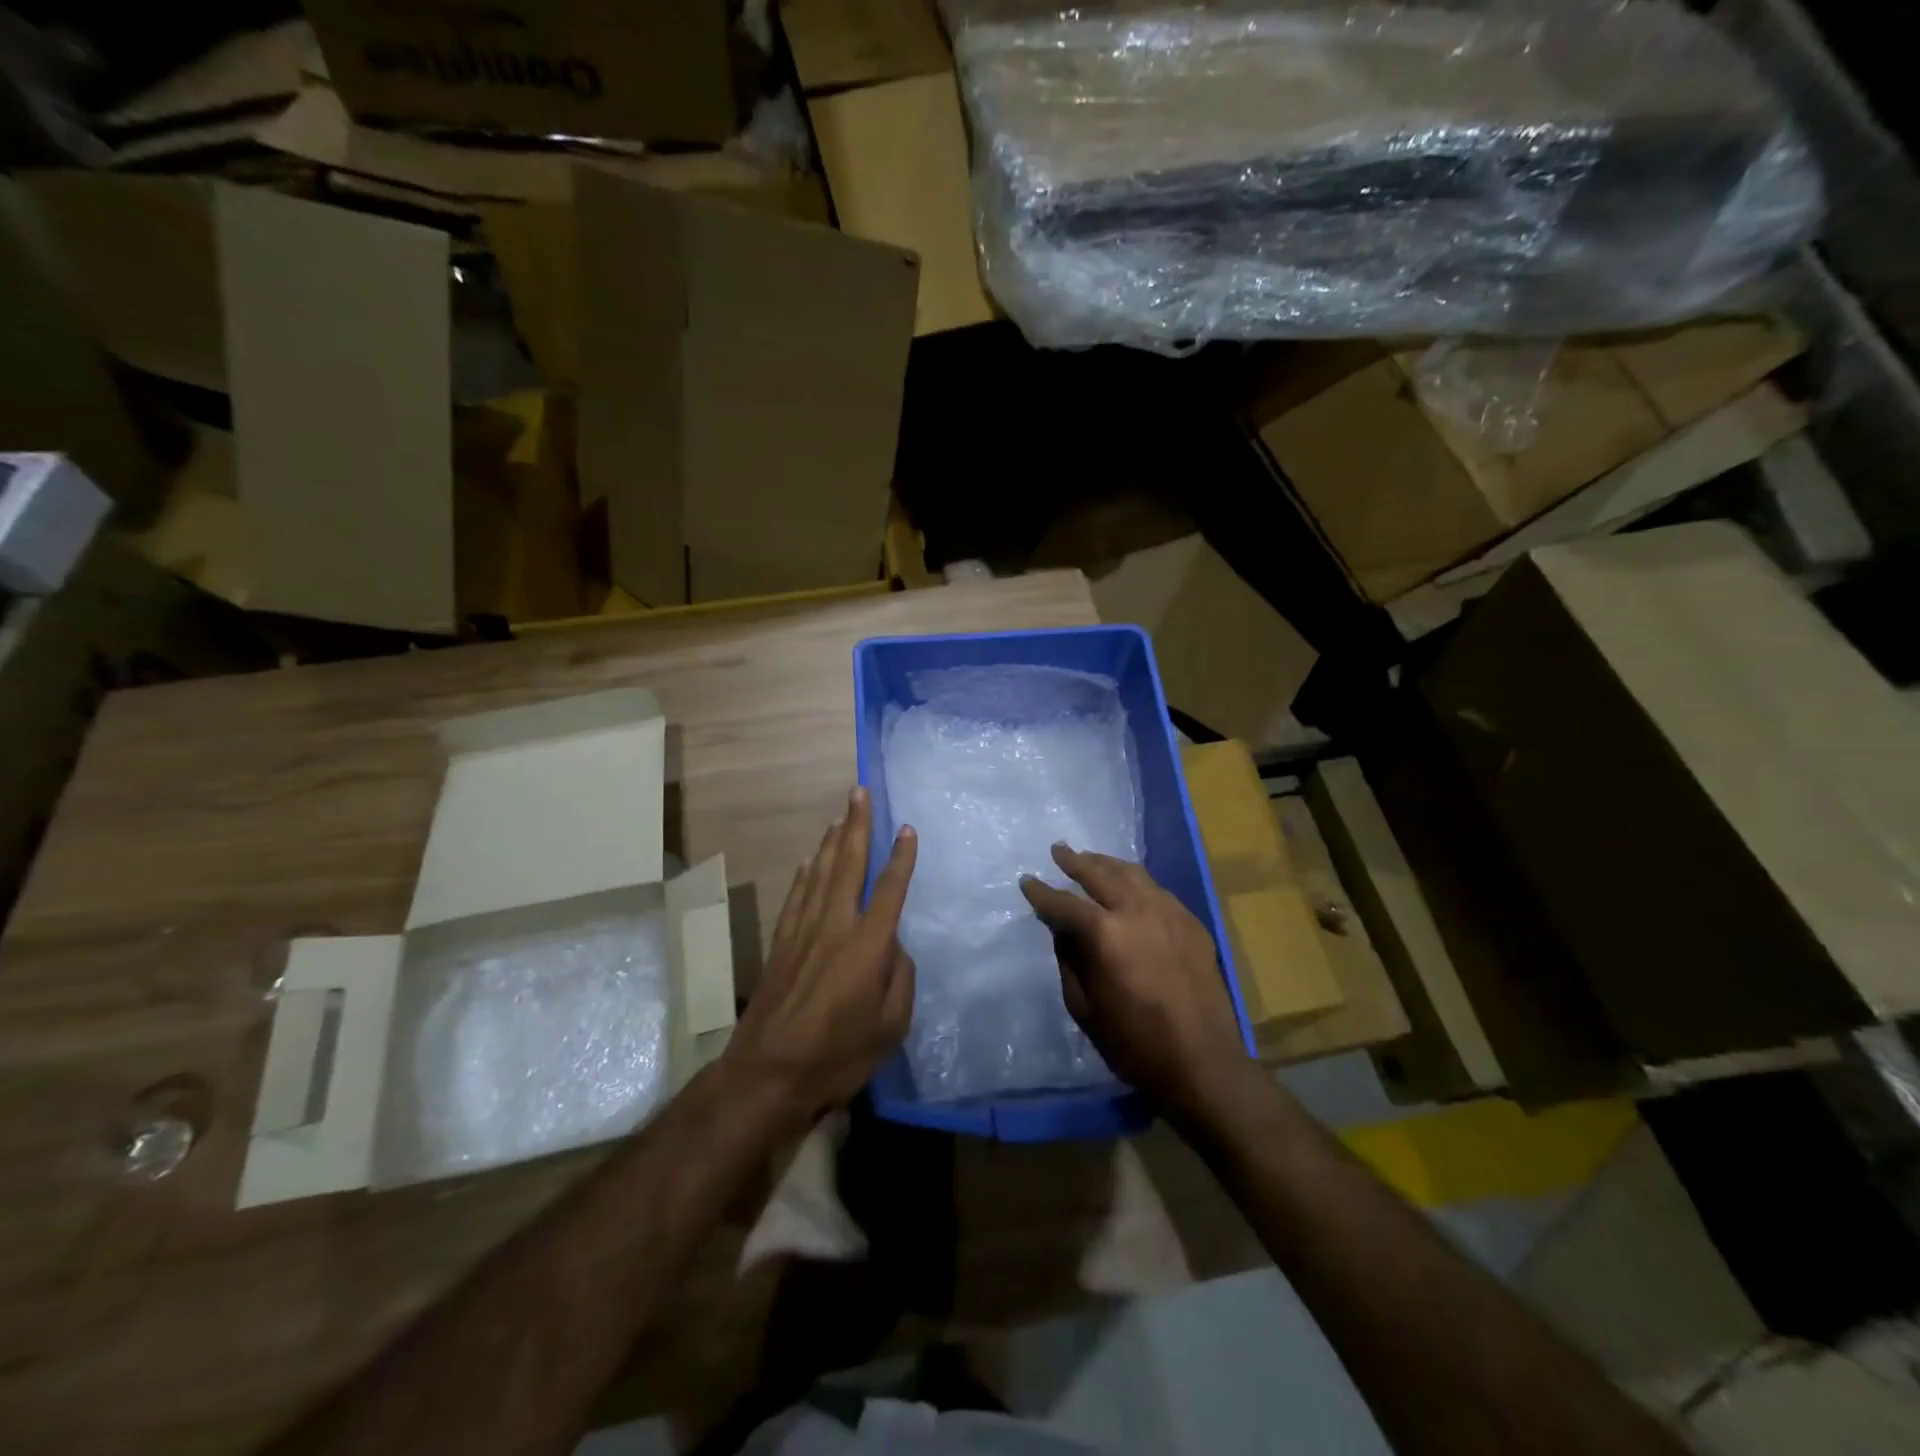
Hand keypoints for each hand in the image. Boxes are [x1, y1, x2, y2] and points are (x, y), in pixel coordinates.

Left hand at [724, 786, 917, 1126]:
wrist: (769, 1074)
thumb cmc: (839, 1055)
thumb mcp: (891, 1026)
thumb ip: (900, 979)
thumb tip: (894, 948)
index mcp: (868, 945)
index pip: (889, 890)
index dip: (901, 858)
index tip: (907, 829)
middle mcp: (835, 926)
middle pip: (848, 865)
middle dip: (856, 825)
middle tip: (859, 791)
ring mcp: (803, 932)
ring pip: (820, 873)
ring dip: (831, 841)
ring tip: (840, 815)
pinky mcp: (782, 944)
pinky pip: (796, 897)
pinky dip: (805, 874)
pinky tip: (809, 860)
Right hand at [1020, 844, 1251, 1117]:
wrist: (1202, 1064)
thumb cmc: (1134, 1043)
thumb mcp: (1084, 1007)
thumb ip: (1069, 960)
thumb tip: (1062, 929)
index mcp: (1105, 933)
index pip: (1064, 903)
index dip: (1042, 892)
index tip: (1027, 881)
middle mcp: (1137, 910)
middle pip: (1101, 873)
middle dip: (1075, 861)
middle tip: (1058, 850)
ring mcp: (1170, 913)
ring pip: (1133, 874)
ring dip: (1108, 864)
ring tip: (1091, 859)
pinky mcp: (1192, 924)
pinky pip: (1158, 890)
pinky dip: (1137, 882)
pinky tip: (1130, 886)